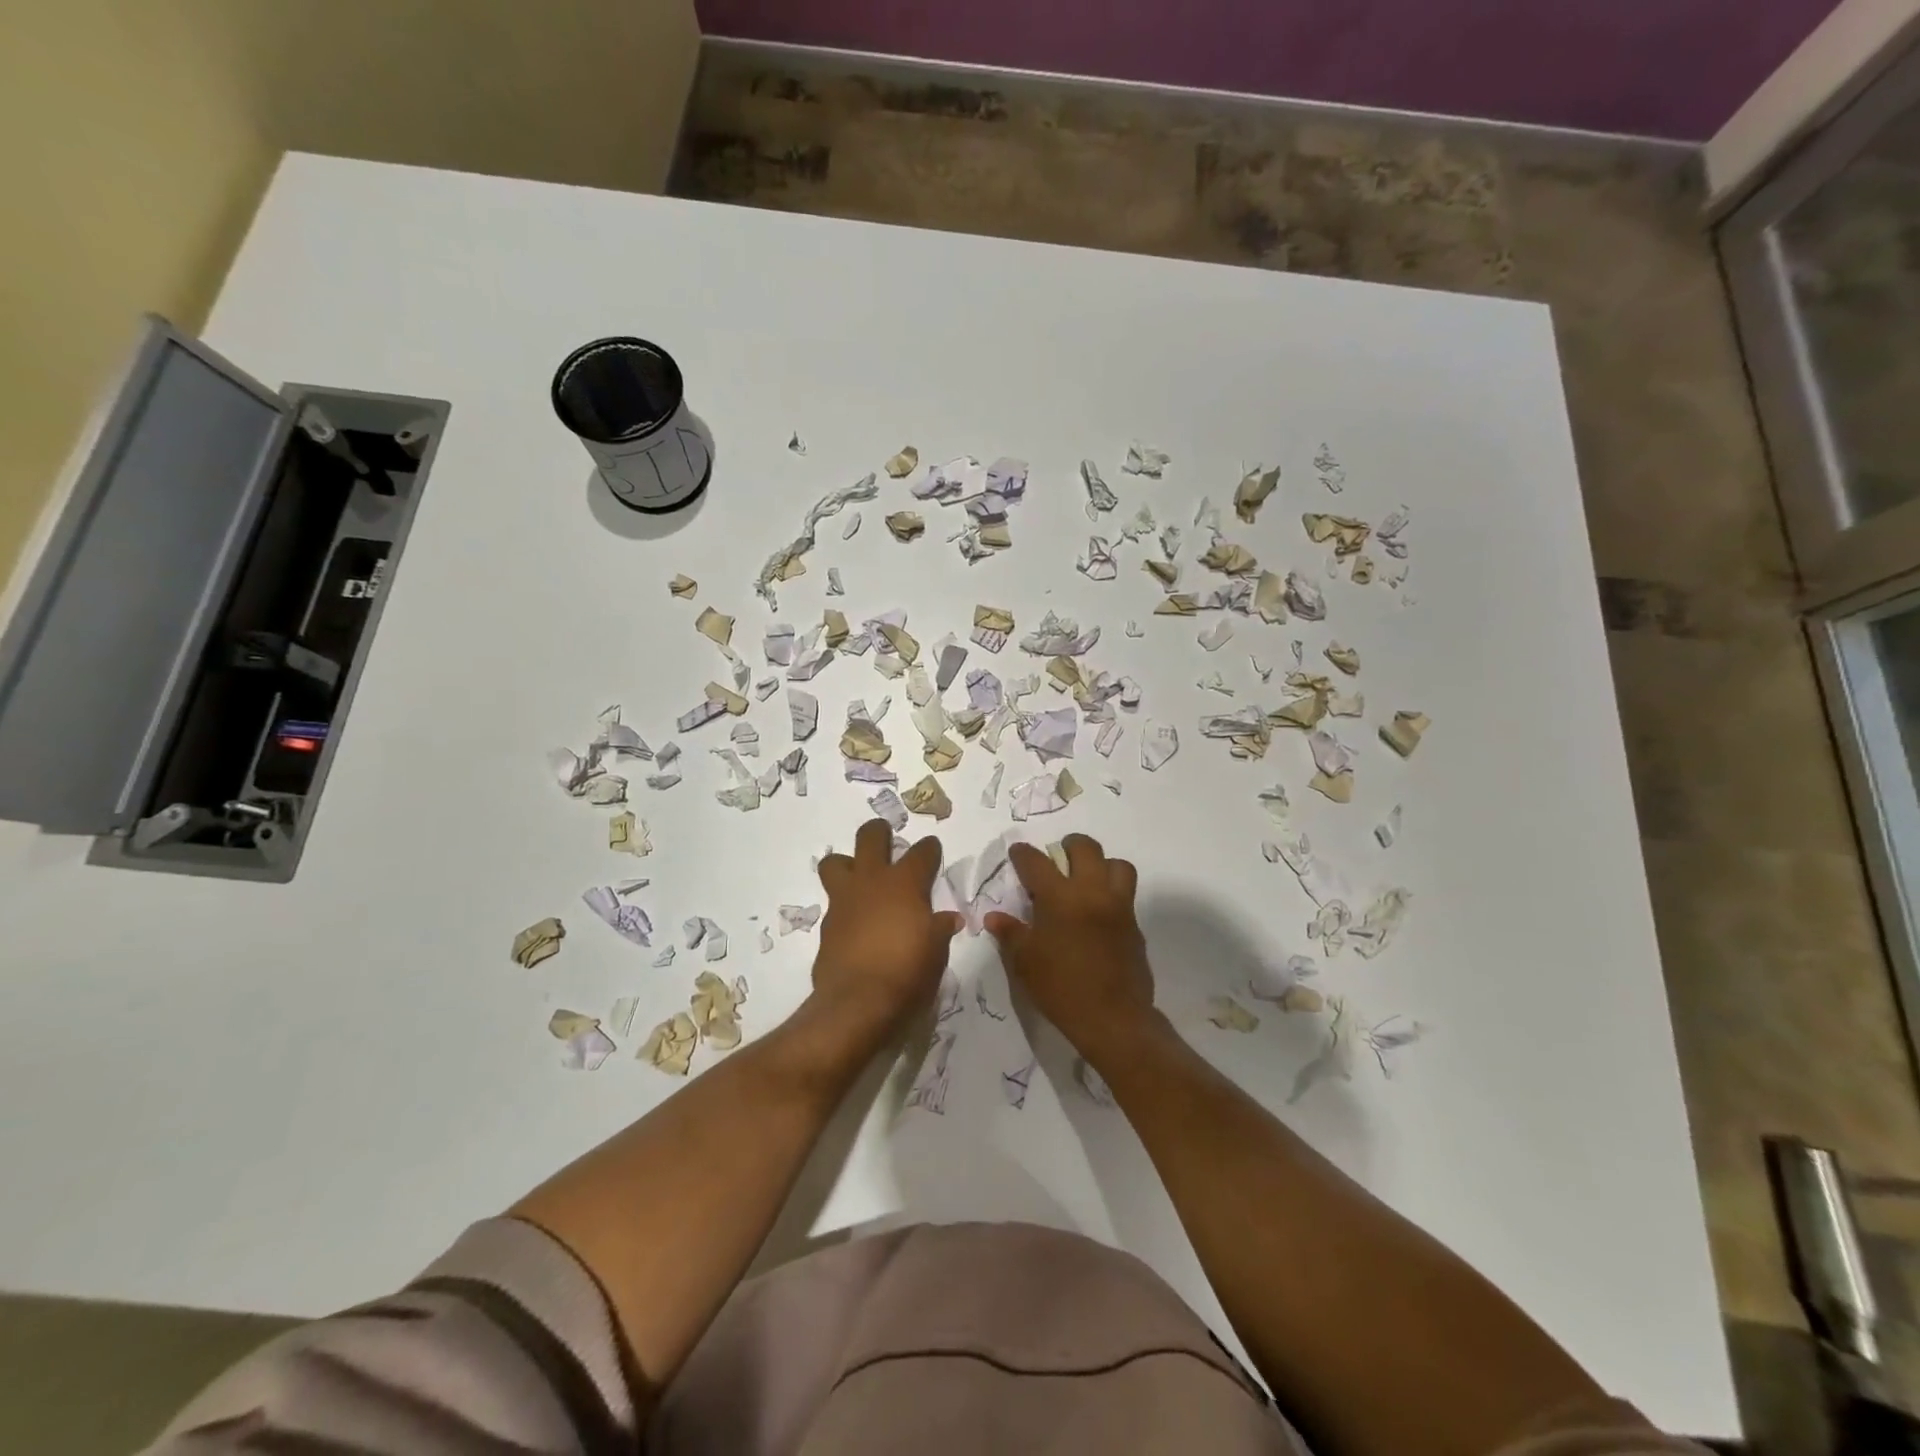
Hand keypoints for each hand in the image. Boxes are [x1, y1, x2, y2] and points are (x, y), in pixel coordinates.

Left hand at [813, 819, 962, 1041]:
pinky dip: (845, 907)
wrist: (858, 1002)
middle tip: (885, 837)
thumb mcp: (936, 951)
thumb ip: (940, 929)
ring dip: (847, 863)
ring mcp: (844, 900)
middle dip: (879, 832)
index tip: (932, 850)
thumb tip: (949, 920)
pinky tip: (855, 923)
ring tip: (859, 876)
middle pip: (870, 837)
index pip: (922, 852)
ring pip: (835, 862)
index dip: (929, 849)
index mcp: (905, 883)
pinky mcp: (827, 925)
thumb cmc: (908, 972)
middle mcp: (872, 882)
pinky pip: (834, 903)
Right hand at [985, 834, 1155, 1059]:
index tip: (1018, 852)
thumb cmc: (1061, 988)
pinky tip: (1097, 914)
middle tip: (1058, 856)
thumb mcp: (1025, 962)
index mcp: (1061, 898)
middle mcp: (1093, 892)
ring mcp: (1119, 907)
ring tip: (1087, 879)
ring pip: (1117, 865)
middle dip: (1069, 845)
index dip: (1023, 854)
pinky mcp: (1135, 925)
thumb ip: (1010, 933)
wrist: (1113, 1018)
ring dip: (1101, 864)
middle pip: (1086, 848)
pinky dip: (1111, 893)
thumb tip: (994, 916)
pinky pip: (1126, 895)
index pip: (1037, 862)